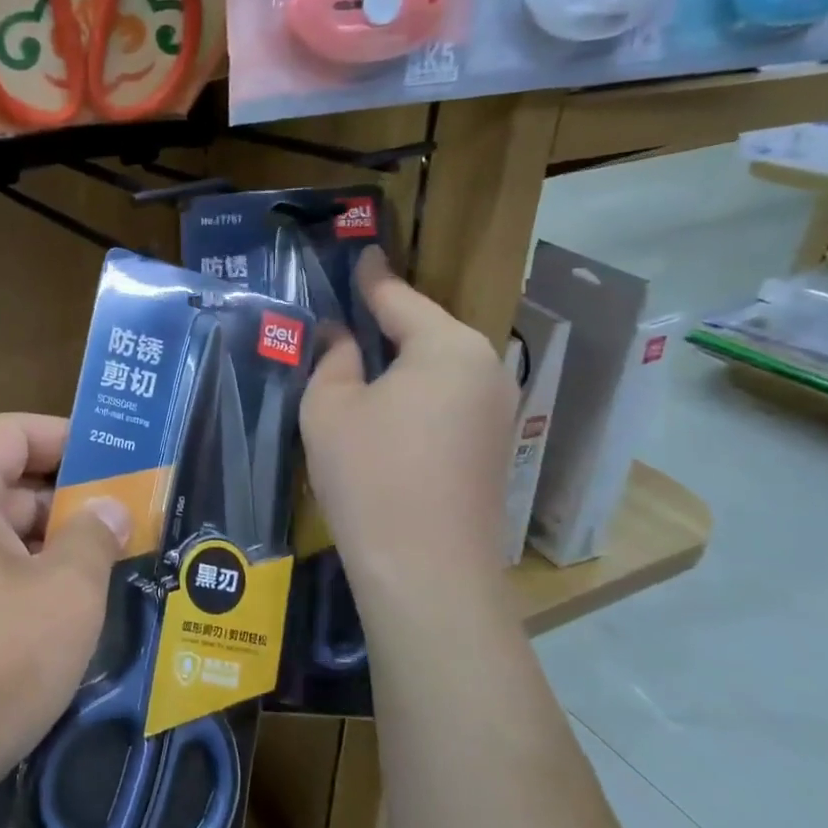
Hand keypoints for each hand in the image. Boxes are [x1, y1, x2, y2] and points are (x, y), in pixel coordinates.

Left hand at [0, 414, 130, 827]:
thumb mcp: (64, 594)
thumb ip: (95, 538)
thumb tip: (109, 508)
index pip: (13, 431)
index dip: (68, 435)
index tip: (122, 461)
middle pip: (15, 486)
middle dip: (77, 499)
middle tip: (141, 520)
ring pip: (11, 543)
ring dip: (64, 551)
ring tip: (127, 567)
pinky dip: (40, 592)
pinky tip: (86, 621)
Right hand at [300, 249, 515, 611]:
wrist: (427, 572)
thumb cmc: (370, 475)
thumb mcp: (330, 408)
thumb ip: (333, 359)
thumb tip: (341, 337)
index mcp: (447, 345)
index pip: (400, 297)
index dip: (372, 277)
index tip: (361, 255)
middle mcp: (485, 367)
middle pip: (427, 330)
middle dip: (388, 322)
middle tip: (348, 315)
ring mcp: (498, 410)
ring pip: (440, 367)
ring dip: (403, 362)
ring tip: (363, 361)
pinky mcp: (496, 446)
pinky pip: (450, 399)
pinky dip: (418, 394)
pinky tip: (390, 409)